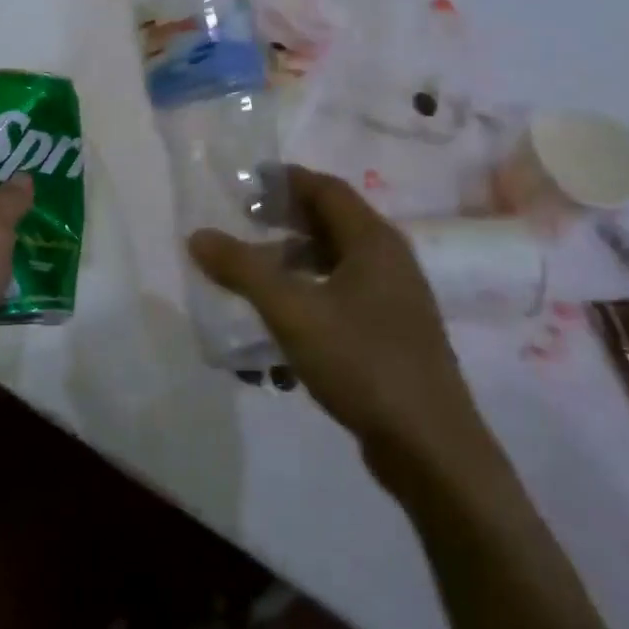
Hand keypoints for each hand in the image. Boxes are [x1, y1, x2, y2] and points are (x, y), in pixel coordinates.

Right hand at [188, 167, 502, 493]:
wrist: (431, 448)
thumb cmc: (362, 362)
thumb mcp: (292, 311)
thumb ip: (243, 270)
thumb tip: (197, 235)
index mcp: (373, 242)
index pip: (326, 189)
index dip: (285, 181)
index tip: (246, 184)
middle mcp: (389, 262)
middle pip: (332, 223)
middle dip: (285, 220)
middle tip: (244, 222)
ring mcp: (394, 300)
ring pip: (336, 264)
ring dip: (294, 263)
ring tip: (255, 277)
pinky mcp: (392, 335)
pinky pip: (343, 298)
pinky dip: (309, 296)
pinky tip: (283, 326)